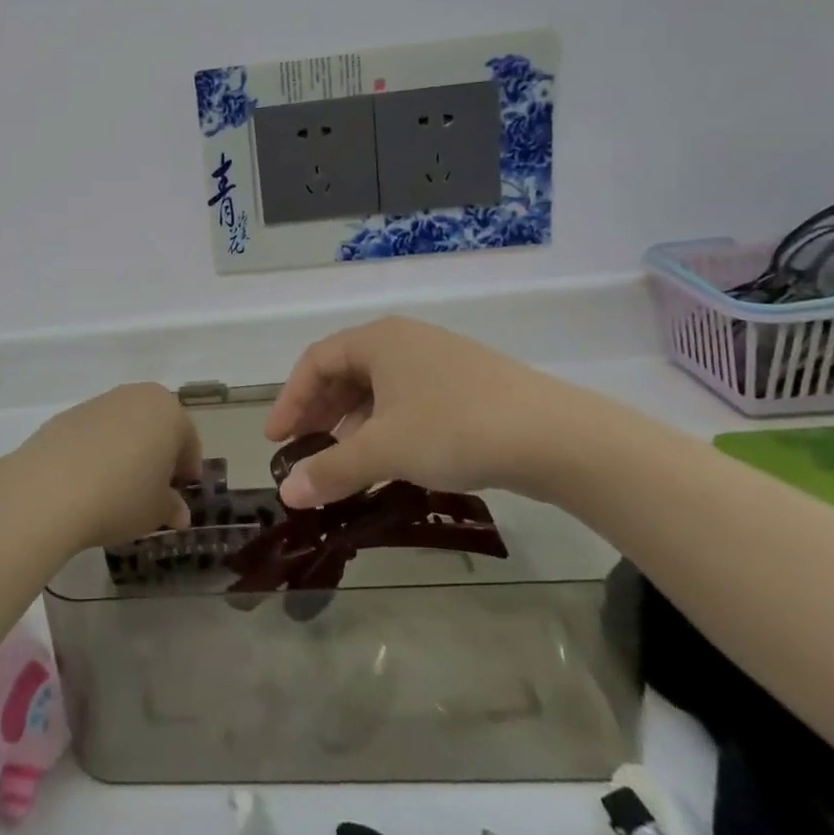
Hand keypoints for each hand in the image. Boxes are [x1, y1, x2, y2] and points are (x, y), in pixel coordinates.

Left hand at [0, 384, 202, 551]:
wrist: (49, 490)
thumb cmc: (121, 497)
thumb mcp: (156, 511)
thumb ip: (171, 507)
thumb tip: (178, 512)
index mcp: (167, 412)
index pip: (187, 440)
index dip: (187, 467)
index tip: (182, 491)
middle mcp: (134, 397)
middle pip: (155, 425)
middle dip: (158, 452)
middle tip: (154, 486)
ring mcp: (97, 403)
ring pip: (123, 426)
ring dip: (127, 449)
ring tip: (118, 486)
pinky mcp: (65, 415)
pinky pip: (93, 433)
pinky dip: (97, 450)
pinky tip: (88, 481)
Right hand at [263, 318, 585, 507]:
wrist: (557, 437)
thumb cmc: (455, 428)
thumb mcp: (384, 450)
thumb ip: (331, 470)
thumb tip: (287, 495)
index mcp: (379, 339)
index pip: (315, 361)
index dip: (290, 400)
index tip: (276, 440)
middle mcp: (405, 341)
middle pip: (345, 372)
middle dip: (319, 412)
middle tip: (303, 450)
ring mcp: (439, 361)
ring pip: (377, 388)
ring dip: (351, 423)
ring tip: (343, 459)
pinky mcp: (466, 385)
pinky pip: (407, 399)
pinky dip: (385, 426)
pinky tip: (389, 457)